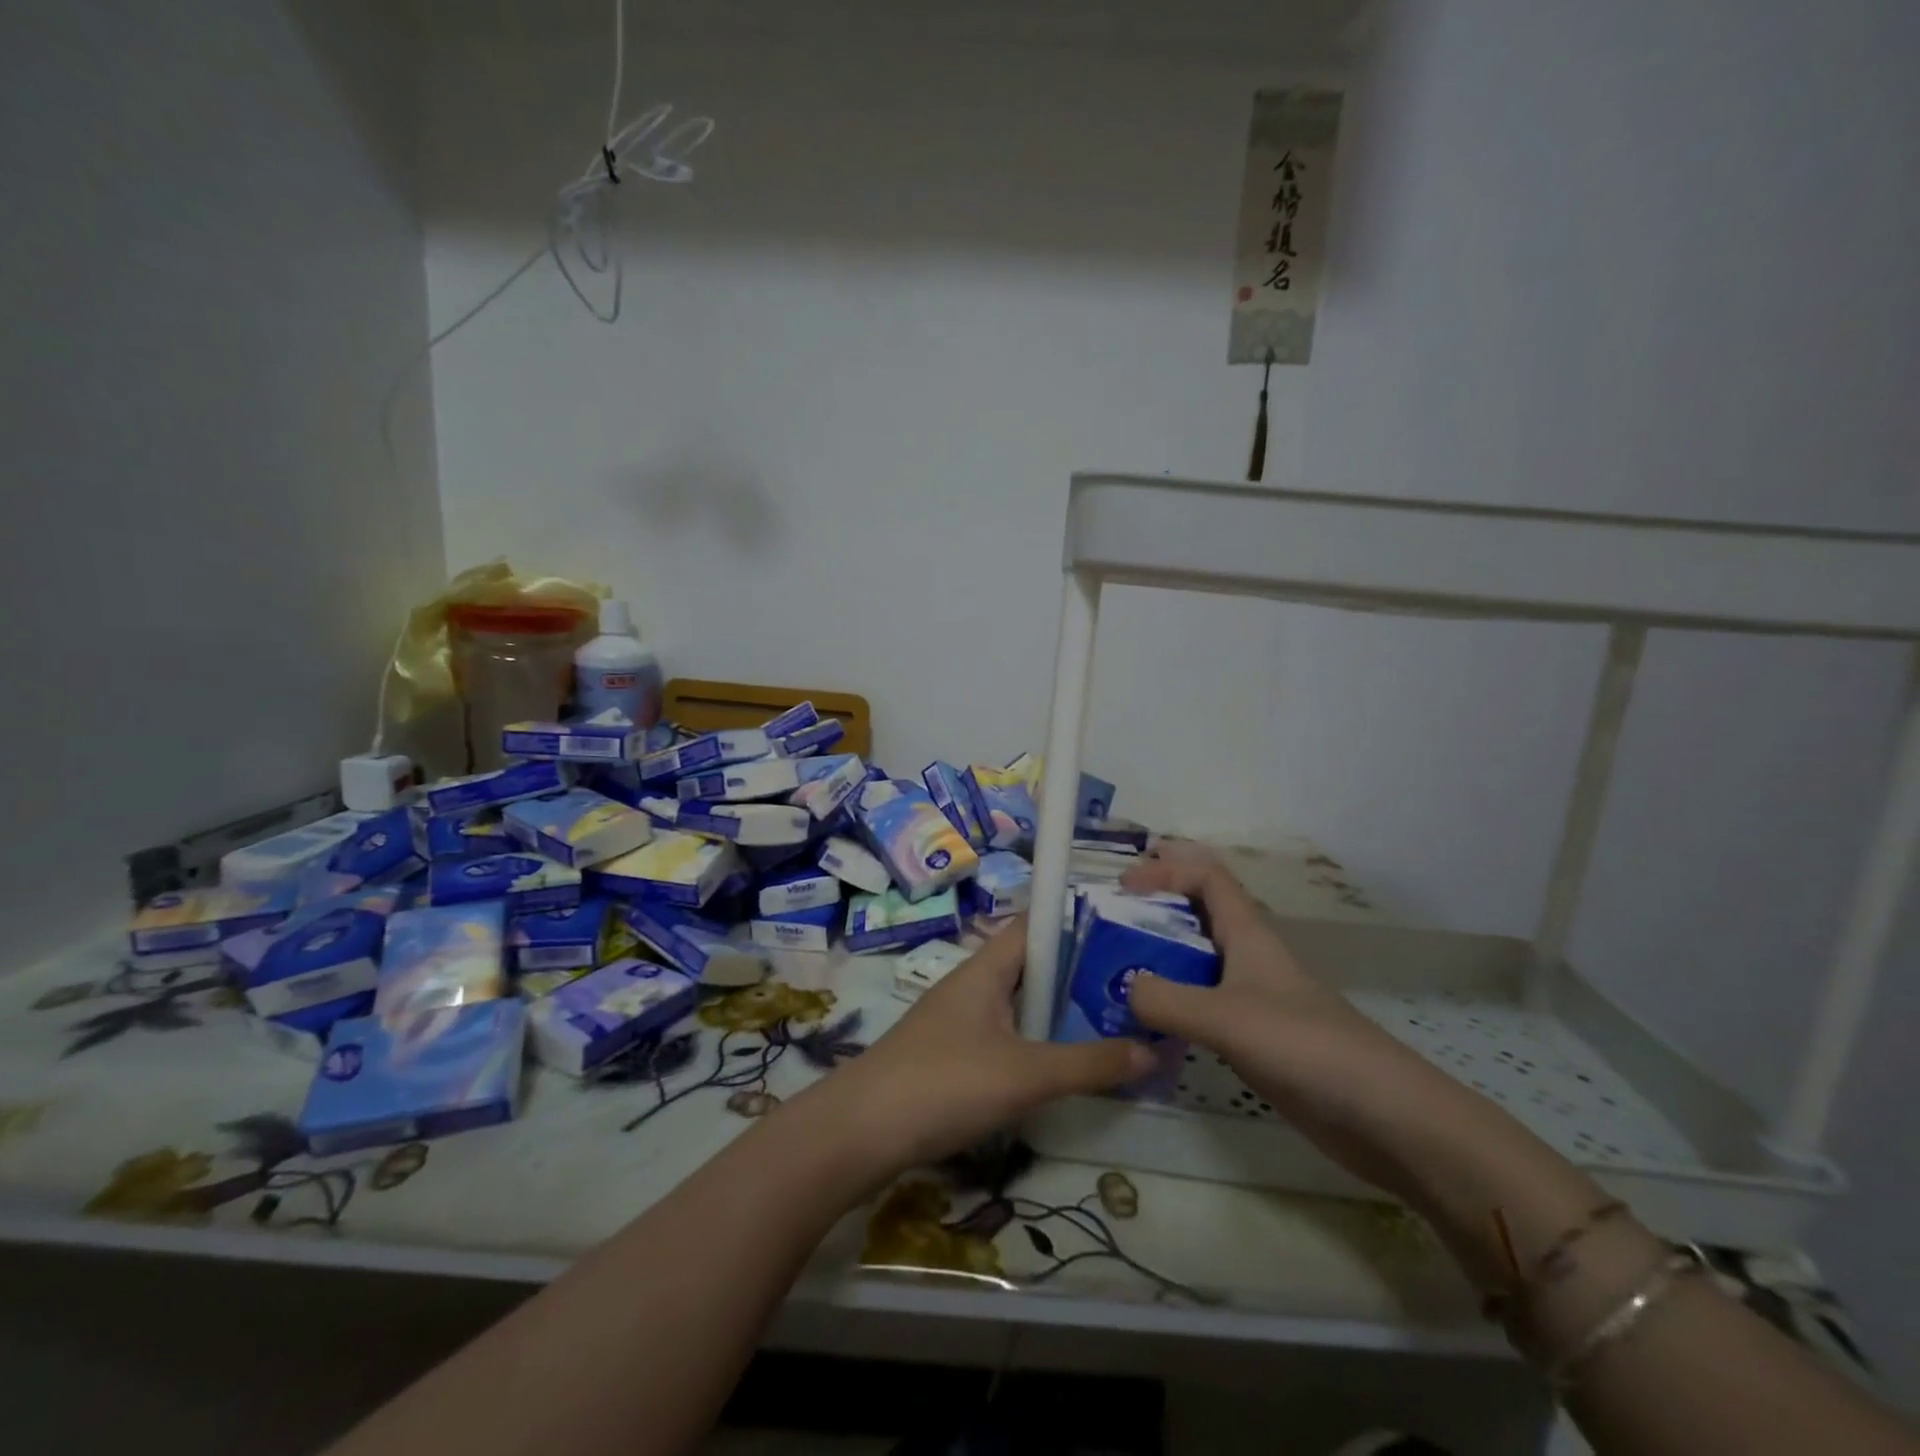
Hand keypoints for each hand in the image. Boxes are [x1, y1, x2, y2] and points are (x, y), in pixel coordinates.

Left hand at [798, 918, 1156, 1180]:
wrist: (860, 1131)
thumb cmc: (944, 1083)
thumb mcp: (1025, 1074)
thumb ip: (1089, 1063)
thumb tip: (1153, 1049)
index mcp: (986, 968)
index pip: (1036, 925)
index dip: (1076, 922)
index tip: (1124, 934)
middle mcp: (973, 984)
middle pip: (1033, 966)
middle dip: (1079, 975)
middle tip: (1133, 990)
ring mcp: (959, 1020)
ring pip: (1020, 1005)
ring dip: (1059, 1014)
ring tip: (1112, 1026)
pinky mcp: (952, 1055)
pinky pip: (1005, 1036)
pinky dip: (1036, 1044)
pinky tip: (1062, 1068)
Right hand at [1121, 842, 1466, 1199]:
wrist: (1386, 1118)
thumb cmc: (1306, 1047)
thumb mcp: (1226, 1017)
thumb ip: (1166, 1001)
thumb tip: (1123, 990)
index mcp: (1250, 936)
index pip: (1207, 878)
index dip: (1166, 871)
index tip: (1123, 886)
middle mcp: (1251, 959)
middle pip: (1202, 914)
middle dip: (1160, 905)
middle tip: (1114, 915)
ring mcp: (1257, 1001)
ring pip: (1200, 963)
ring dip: (1162, 957)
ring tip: (1118, 968)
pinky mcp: (1259, 1041)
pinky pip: (1205, 1007)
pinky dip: (1174, 1004)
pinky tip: (1151, 1025)